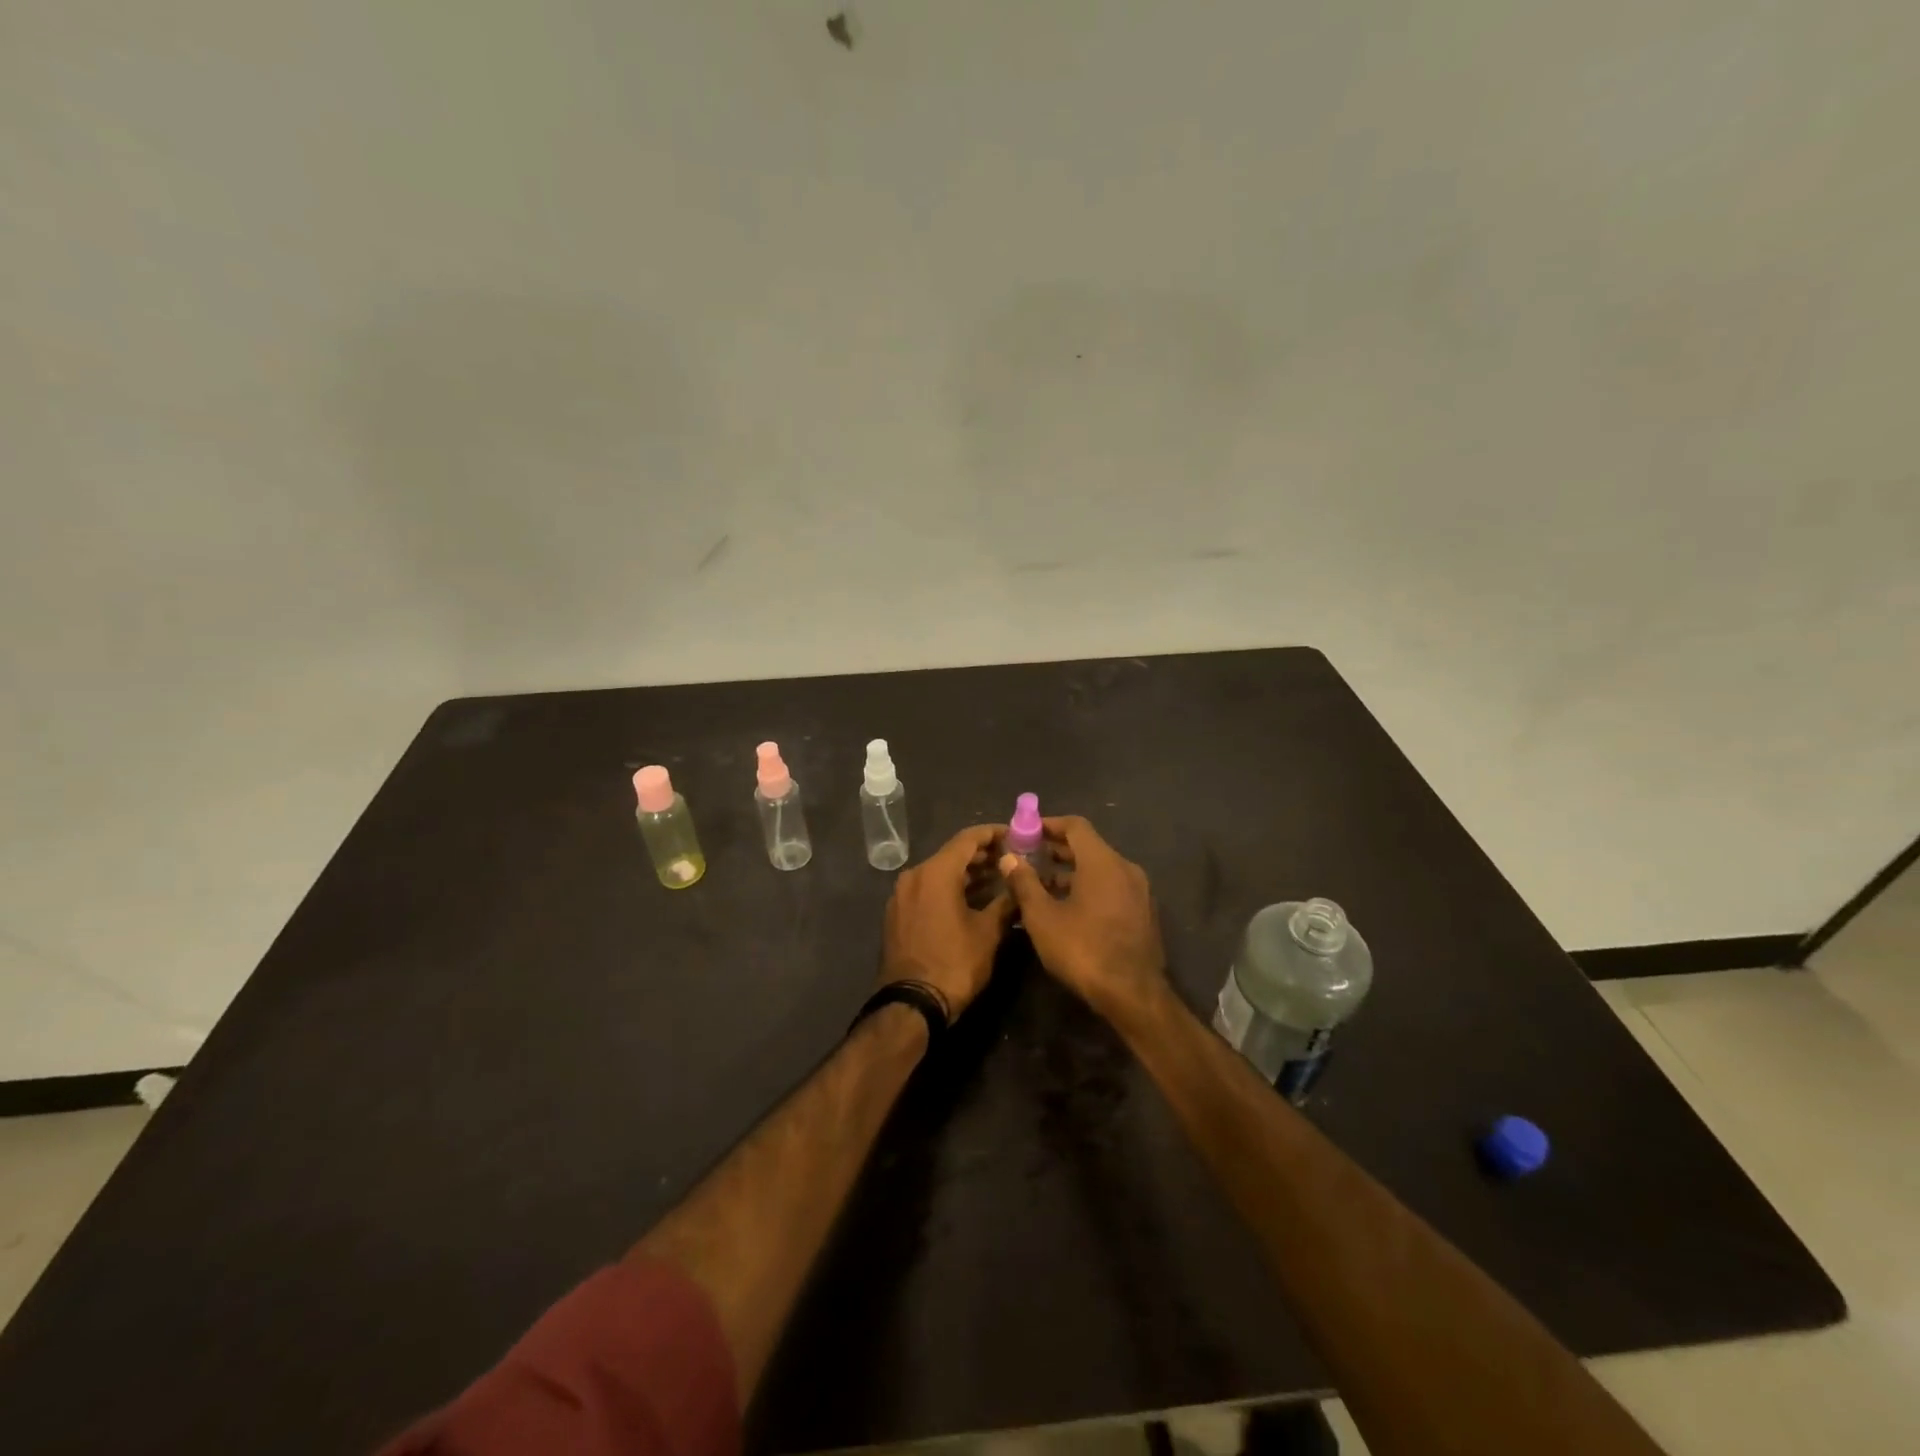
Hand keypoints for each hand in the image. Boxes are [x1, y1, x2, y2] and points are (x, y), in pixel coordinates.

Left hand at [881, 825, 1016, 1020]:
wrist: (911, 1004)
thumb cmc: (954, 964)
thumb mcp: (988, 932)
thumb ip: (1006, 901)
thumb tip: (1019, 883)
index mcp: (935, 872)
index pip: (968, 838)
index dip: (994, 833)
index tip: (1016, 835)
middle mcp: (914, 875)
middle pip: (952, 854)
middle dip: (983, 855)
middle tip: (1012, 859)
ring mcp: (902, 895)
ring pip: (939, 873)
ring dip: (967, 874)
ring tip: (998, 879)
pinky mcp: (897, 914)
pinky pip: (927, 890)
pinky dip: (950, 889)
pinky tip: (972, 900)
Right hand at [999, 816, 1167, 1021]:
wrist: (1134, 995)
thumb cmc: (1083, 950)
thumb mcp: (1043, 918)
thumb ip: (1024, 883)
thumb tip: (1009, 858)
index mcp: (1103, 862)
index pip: (1075, 826)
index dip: (1049, 824)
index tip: (1026, 832)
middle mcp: (1125, 868)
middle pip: (1089, 846)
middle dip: (1057, 849)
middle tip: (1028, 857)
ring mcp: (1139, 891)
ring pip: (1100, 869)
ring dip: (1071, 872)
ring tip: (1042, 886)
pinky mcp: (1143, 912)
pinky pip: (1111, 887)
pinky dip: (1089, 887)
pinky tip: (1068, 908)